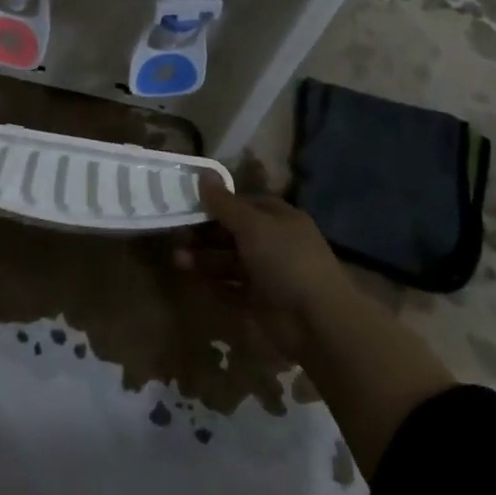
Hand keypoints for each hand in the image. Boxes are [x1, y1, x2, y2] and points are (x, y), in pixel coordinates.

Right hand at [179, 176, 454, 477]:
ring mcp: (267, 274)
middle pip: (232, 233)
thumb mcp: (253, 225)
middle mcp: (273, 243)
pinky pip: (231, 289)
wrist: (318, 322)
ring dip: (204, 259)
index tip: (188, 204)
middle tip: (176, 235)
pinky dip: (214, 283)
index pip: (243, 204)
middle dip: (204, 234)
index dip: (217, 204)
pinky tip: (193, 280)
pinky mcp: (260, 302)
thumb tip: (204, 173)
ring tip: (178, 259)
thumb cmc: (286, 260)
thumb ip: (225, 203)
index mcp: (278, 218)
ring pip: (229, 261)